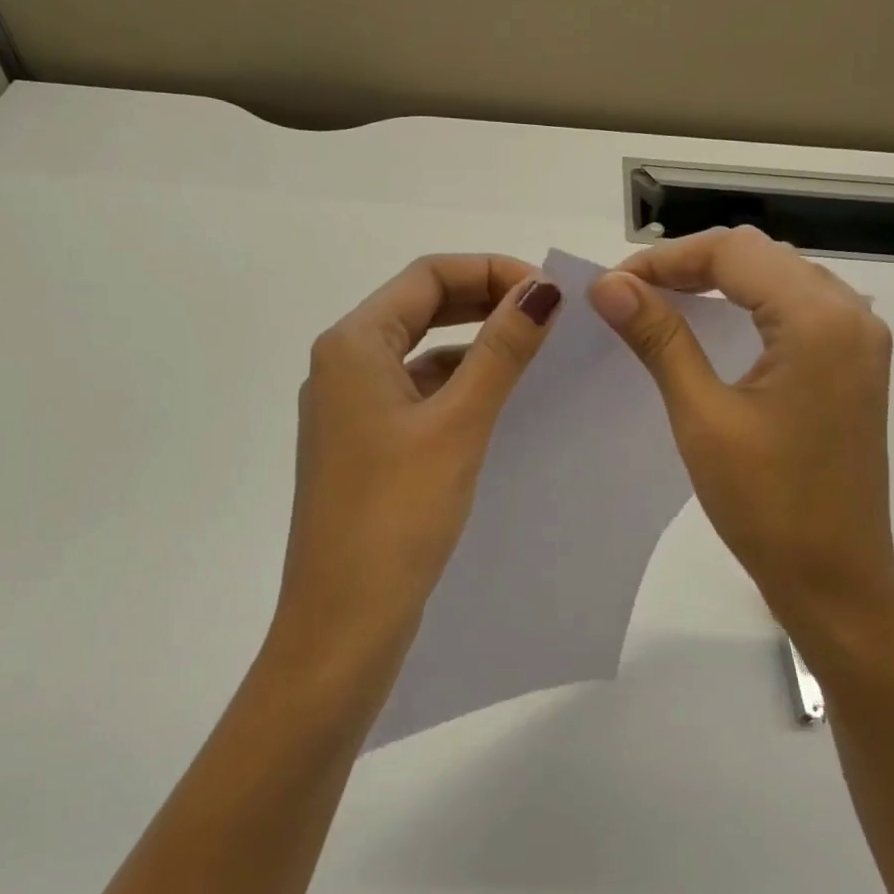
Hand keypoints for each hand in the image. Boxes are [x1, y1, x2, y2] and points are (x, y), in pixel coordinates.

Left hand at [269, 254, 561, 677]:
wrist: (342, 622)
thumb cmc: (396, 515)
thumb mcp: (457, 424)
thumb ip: (501, 351)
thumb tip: (543, 288)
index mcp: (353, 345)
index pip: (427, 275)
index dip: (492, 271)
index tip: (551, 294)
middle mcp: (343, 366)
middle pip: (420, 308)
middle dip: (485, 302)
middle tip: (550, 318)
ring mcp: (350, 410)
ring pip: (420, 354)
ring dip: (474, 346)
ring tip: (534, 357)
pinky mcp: (364, 447)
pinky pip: (416, 396)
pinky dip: (457, 388)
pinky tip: (497, 406)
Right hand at [588, 227, 893, 659]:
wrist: (835, 578)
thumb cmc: (766, 504)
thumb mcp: (702, 416)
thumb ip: (659, 338)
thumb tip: (608, 285)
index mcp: (819, 319)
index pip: (733, 251)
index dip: (666, 259)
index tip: (613, 287)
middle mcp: (851, 314)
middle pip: (759, 256)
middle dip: (690, 266)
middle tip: (630, 296)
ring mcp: (860, 340)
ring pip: (779, 278)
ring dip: (719, 283)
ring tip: (660, 306)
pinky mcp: (855, 365)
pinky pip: (797, 310)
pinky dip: (749, 307)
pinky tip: (711, 329)